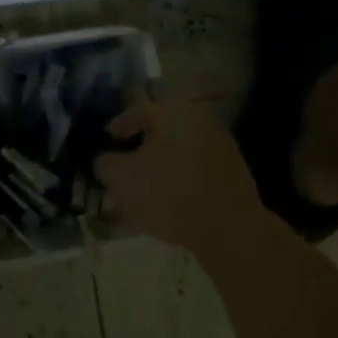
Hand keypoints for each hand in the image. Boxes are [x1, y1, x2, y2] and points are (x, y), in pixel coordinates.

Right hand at [93, 100, 269, 258]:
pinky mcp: (234, 175)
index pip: (140, 108)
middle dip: (139, 150)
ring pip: (180, 153)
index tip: (108, 140)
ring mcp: (222, 148)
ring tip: (144, 193)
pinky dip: (180, 181)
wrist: (229, 229)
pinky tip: (169, 204)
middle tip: (123, 170)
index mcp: (174, 113)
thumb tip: (104, 159)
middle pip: (162, 132)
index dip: (120, 124)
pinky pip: (197, 171)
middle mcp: (201, 122)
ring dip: (160, 167)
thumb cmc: (170, 194)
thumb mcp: (122, 179)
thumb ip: (105, 163)